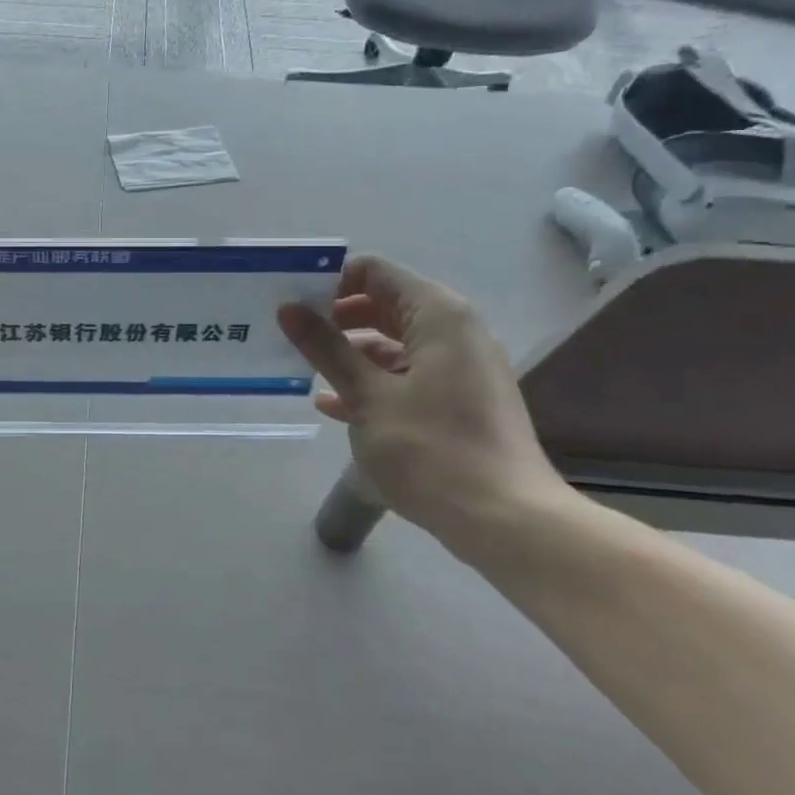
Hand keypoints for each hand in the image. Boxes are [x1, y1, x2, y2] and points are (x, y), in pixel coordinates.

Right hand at [278, 256, 566, 550]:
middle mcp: (456, 331)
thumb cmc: (431, 449)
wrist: (505, 522)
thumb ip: (326, 347)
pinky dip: (373, 382)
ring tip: (304, 370)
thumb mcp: (368, 395)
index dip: (330, 282)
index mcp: (438, 316)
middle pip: (384, 305)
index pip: (375, 273)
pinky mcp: (460, 401)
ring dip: (349, 354)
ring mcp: (461, 368)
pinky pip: (408, 376)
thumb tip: (289, 308)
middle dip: (336, 319)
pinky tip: (333, 405)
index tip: (292, 304)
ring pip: (394, 343)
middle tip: (290, 335)